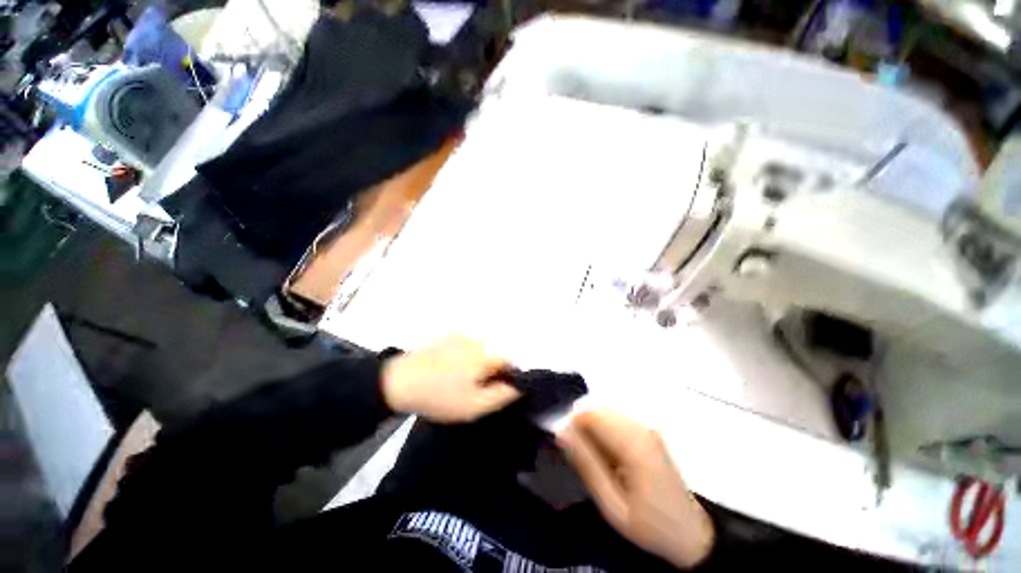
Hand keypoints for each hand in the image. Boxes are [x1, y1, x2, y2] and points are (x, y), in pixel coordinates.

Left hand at [381, 335, 521, 422]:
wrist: (400, 382)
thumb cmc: (440, 396)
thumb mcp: (474, 406)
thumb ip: (502, 395)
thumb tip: (519, 386)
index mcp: (485, 355)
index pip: (509, 362)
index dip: (507, 378)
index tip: (494, 391)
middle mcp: (476, 340)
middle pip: (494, 355)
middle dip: (491, 370)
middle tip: (474, 388)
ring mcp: (460, 335)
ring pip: (480, 349)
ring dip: (477, 362)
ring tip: (458, 379)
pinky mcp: (446, 335)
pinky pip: (465, 345)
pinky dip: (463, 355)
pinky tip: (448, 368)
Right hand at [558, 410, 714, 568]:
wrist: (691, 534)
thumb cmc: (651, 526)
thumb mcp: (612, 505)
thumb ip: (587, 466)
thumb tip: (562, 434)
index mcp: (634, 444)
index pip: (592, 414)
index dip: (572, 426)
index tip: (567, 448)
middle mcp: (641, 427)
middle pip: (598, 409)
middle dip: (582, 428)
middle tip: (580, 459)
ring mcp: (646, 427)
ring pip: (605, 413)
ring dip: (592, 430)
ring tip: (596, 462)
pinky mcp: (647, 431)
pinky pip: (615, 420)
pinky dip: (604, 433)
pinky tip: (609, 458)